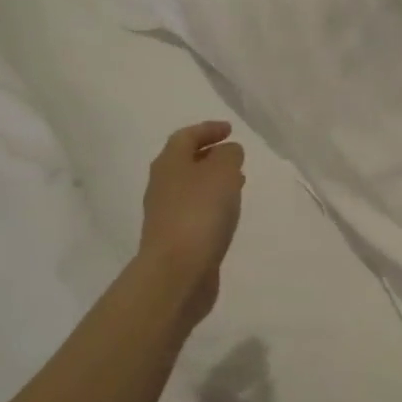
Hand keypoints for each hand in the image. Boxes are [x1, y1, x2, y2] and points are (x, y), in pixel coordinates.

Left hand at [139, 121, 245, 325]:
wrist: (176, 272)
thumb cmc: (199, 213)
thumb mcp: (223, 172)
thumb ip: (229, 155)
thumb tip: (228, 151)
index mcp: (169, 163)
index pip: (186, 136)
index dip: (208, 130)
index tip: (230, 129)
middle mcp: (162, 185)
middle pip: (185, 162)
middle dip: (210, 156)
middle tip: (235, 156)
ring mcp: (166, 214)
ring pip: (191, 188)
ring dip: (213, 181)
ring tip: (238, 183)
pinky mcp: (175, 239)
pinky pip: (195, 211)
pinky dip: (212, 205)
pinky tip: (227, 214)